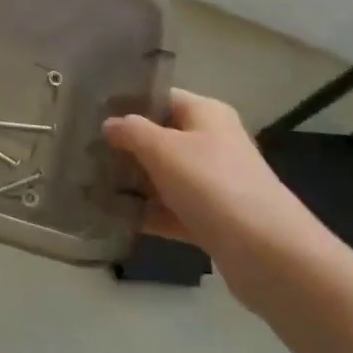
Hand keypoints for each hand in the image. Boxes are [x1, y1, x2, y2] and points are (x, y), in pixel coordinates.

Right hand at [104, 88, 331, 306]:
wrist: (269, 255)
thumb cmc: (213, 185)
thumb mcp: (164, 149)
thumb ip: (132, 132)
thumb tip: (110, 124)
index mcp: (206, 114)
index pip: (161, 97)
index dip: (128, 103)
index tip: (90, 114)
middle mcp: (213, 143)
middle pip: (161, 137)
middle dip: (125, 146)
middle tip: (82, 151)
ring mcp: (214, 184)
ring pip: (164, 176)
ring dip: (133, 182)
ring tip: (89, 184)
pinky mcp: (213, 221)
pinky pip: (172, 210)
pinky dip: (147, 213)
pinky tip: (114, 218)